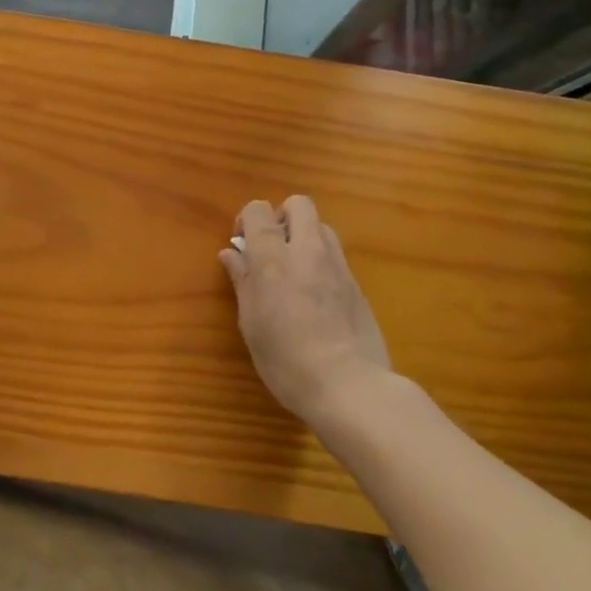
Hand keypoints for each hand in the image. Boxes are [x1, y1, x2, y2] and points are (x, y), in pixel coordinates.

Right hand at [219, 195, 393, 424]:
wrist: (349, 386)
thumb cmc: (286, 358)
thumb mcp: (251, 322)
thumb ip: (242, 281)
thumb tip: (232, 253)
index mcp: (273, 257)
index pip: (258, 210)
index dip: (246, 220)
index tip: (242, 246)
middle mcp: (307, 251)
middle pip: (299, 205)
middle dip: (282, 217)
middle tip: (272, 249)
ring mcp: (338, 266)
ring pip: (322, 228)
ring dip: (305, 237)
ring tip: (294, 271)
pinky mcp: (358, 285)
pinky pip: (336, 257)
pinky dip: (322, 263)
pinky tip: (316, 297)